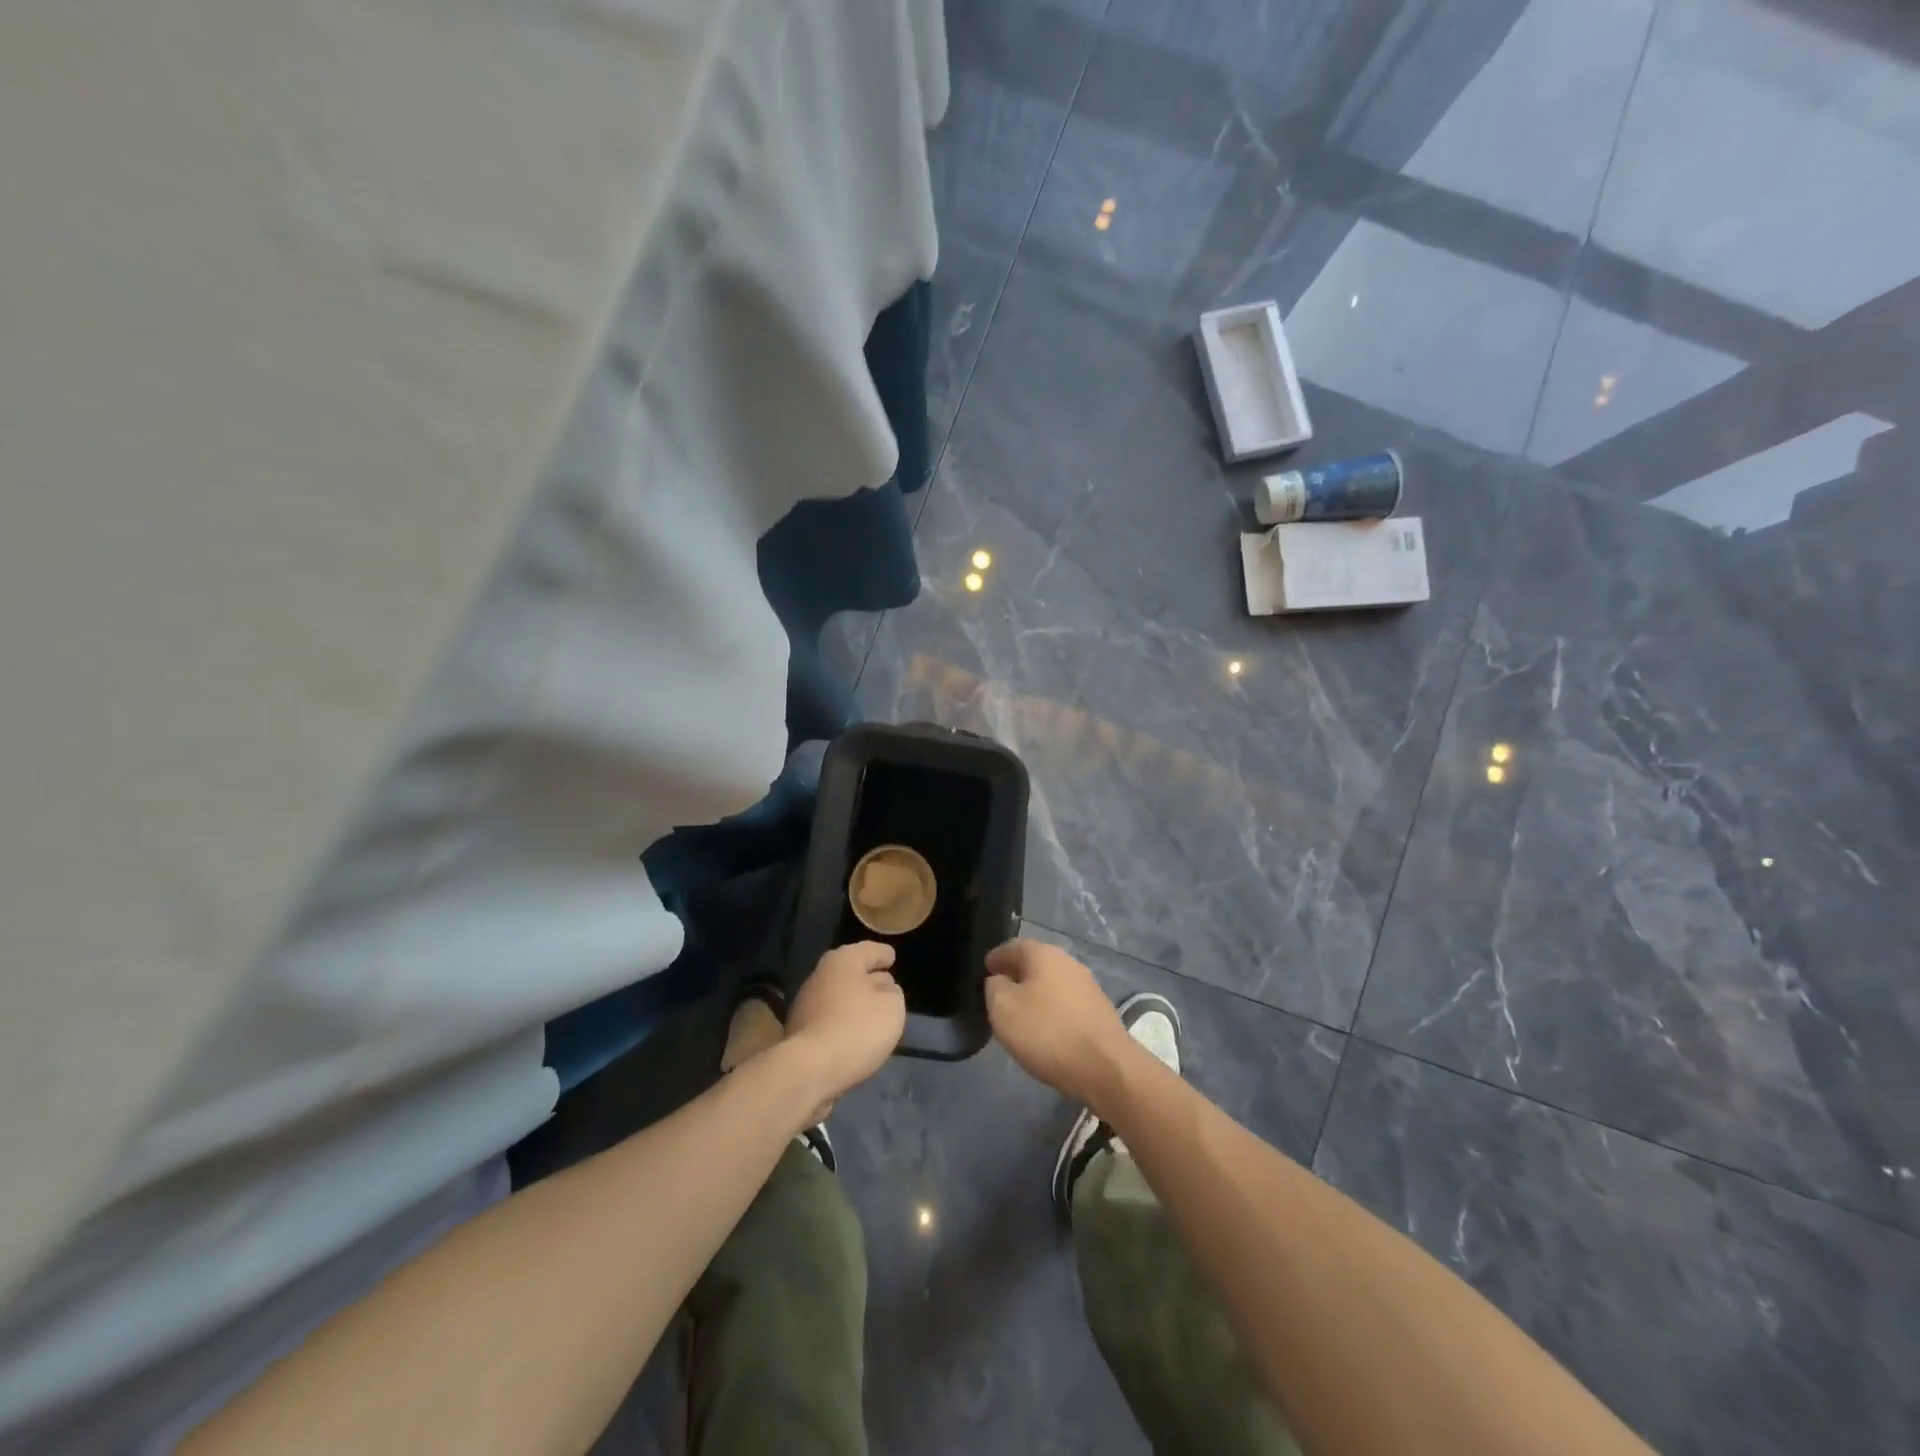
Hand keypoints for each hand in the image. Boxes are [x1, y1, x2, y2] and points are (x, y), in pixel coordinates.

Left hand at [785, 942, 906, 1114]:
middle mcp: (821, 975)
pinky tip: (854, 1034)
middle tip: (887, 987)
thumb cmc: (857, 1028)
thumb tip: (884, 990)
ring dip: (855, 1001)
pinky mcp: (799, 1030)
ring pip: (838, 995)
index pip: (869, 950)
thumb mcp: (892, 1008)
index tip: (892, 958)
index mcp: (843, 961)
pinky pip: (829, 1018)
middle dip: (869, 978)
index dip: (883, 954)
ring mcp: (805, 1003)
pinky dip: (843, 1020)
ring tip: (873, 1014)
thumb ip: (892, 994)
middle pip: (851, 971)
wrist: (809, 1069)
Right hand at [984, 938, 1135, 1108]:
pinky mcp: (1099, 1011)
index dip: (997, 957)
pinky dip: (1052, 1009)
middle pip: (1036, 962)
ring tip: (1021, 1012)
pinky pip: (1067, 1003)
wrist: (1105, 1066)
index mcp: (1044, 954)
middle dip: (1017, 974)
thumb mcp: (1003, 1008)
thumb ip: (994, 987)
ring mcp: (1088, 986)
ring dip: (1036, 993)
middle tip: (1000, 991)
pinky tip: (1046, 1028)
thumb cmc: (1047, 1032)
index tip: (985, 969)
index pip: (1013, 946)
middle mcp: (1068, 962)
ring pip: (1053, 983)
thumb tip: (999, 980)